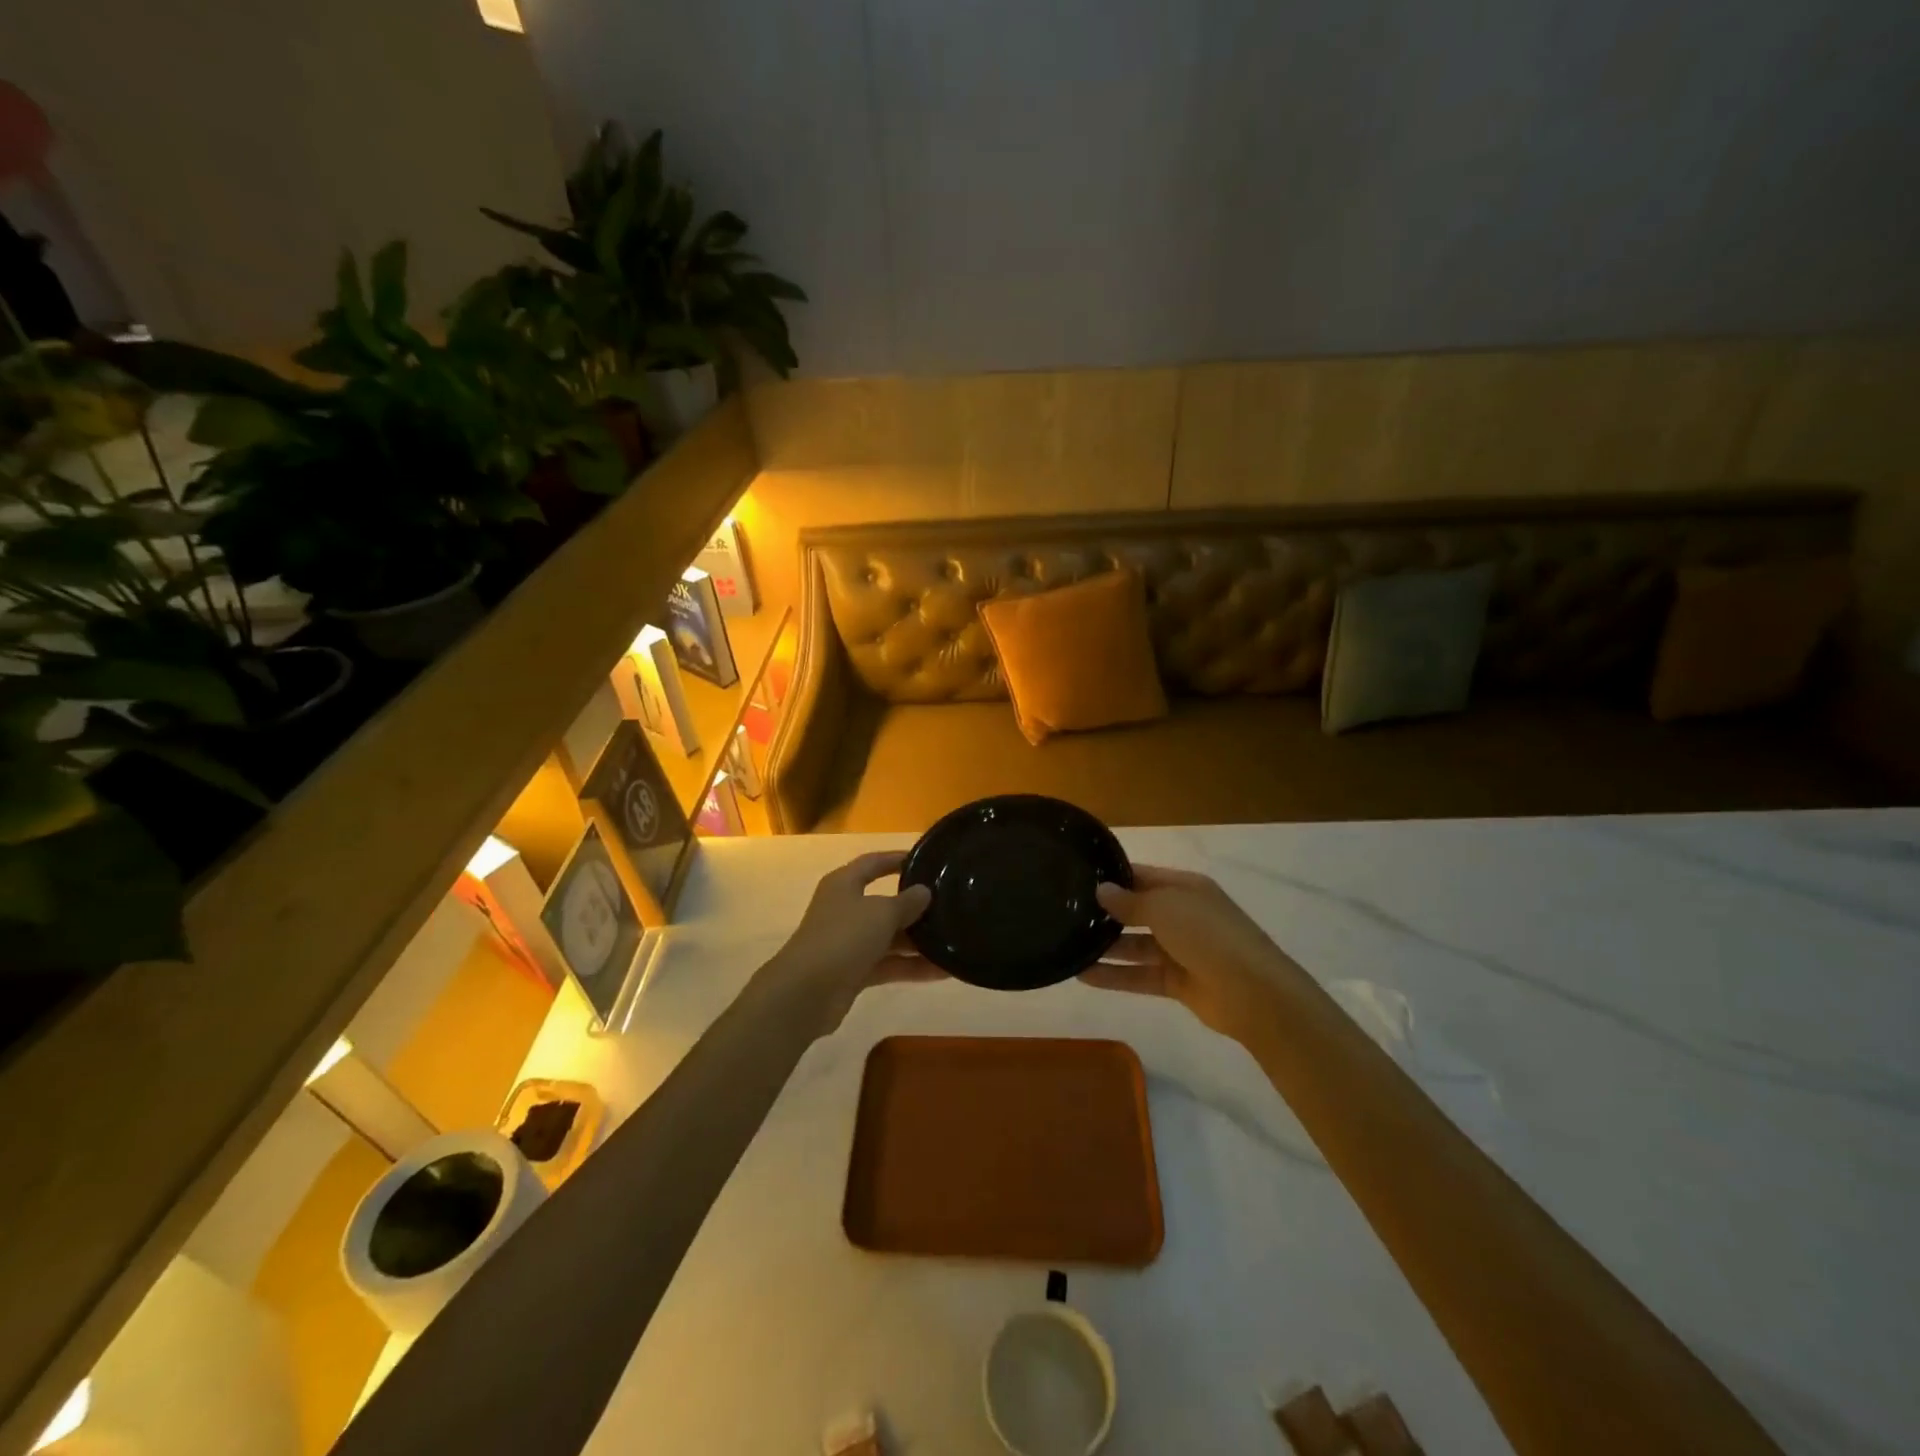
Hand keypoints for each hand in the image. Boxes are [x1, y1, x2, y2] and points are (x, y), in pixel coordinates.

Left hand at [766, 851, 936, 1032]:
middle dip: (915, 907)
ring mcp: (849, 943)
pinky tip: (944, 971)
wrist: (806, 993)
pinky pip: (889, 964)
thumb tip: (924, 892)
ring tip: (954, 940)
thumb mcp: (880, 913)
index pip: (873, 863)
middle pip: (885, 903)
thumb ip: (906, 902)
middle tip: (950, 906)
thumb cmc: (843, 937)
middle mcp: (845, 910)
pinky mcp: (854, 972)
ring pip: (889, 937)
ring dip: (918, 941)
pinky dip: (912, 967)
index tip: (926, 861)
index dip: (897, 859)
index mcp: (844, 884)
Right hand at [1082, 864, 1299, 1041]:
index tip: (1077, 879)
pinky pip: (1139, 975)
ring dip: (1106, 946)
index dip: (1113, 877)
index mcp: (1185, 888)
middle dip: (1106, 913)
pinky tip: (1082, 975)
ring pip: (1135, 945)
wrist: (1253, 992)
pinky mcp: (1177, 982)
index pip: (1142, 876)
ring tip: (1067, 944)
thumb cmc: (1208, 935)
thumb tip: (1102, 890)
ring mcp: (1181, 950)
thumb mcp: (1165, 908)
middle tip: (1066, 914)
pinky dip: (1114, 975)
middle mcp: (1182, 915)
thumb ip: (1130, 901)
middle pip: (1137, 911)